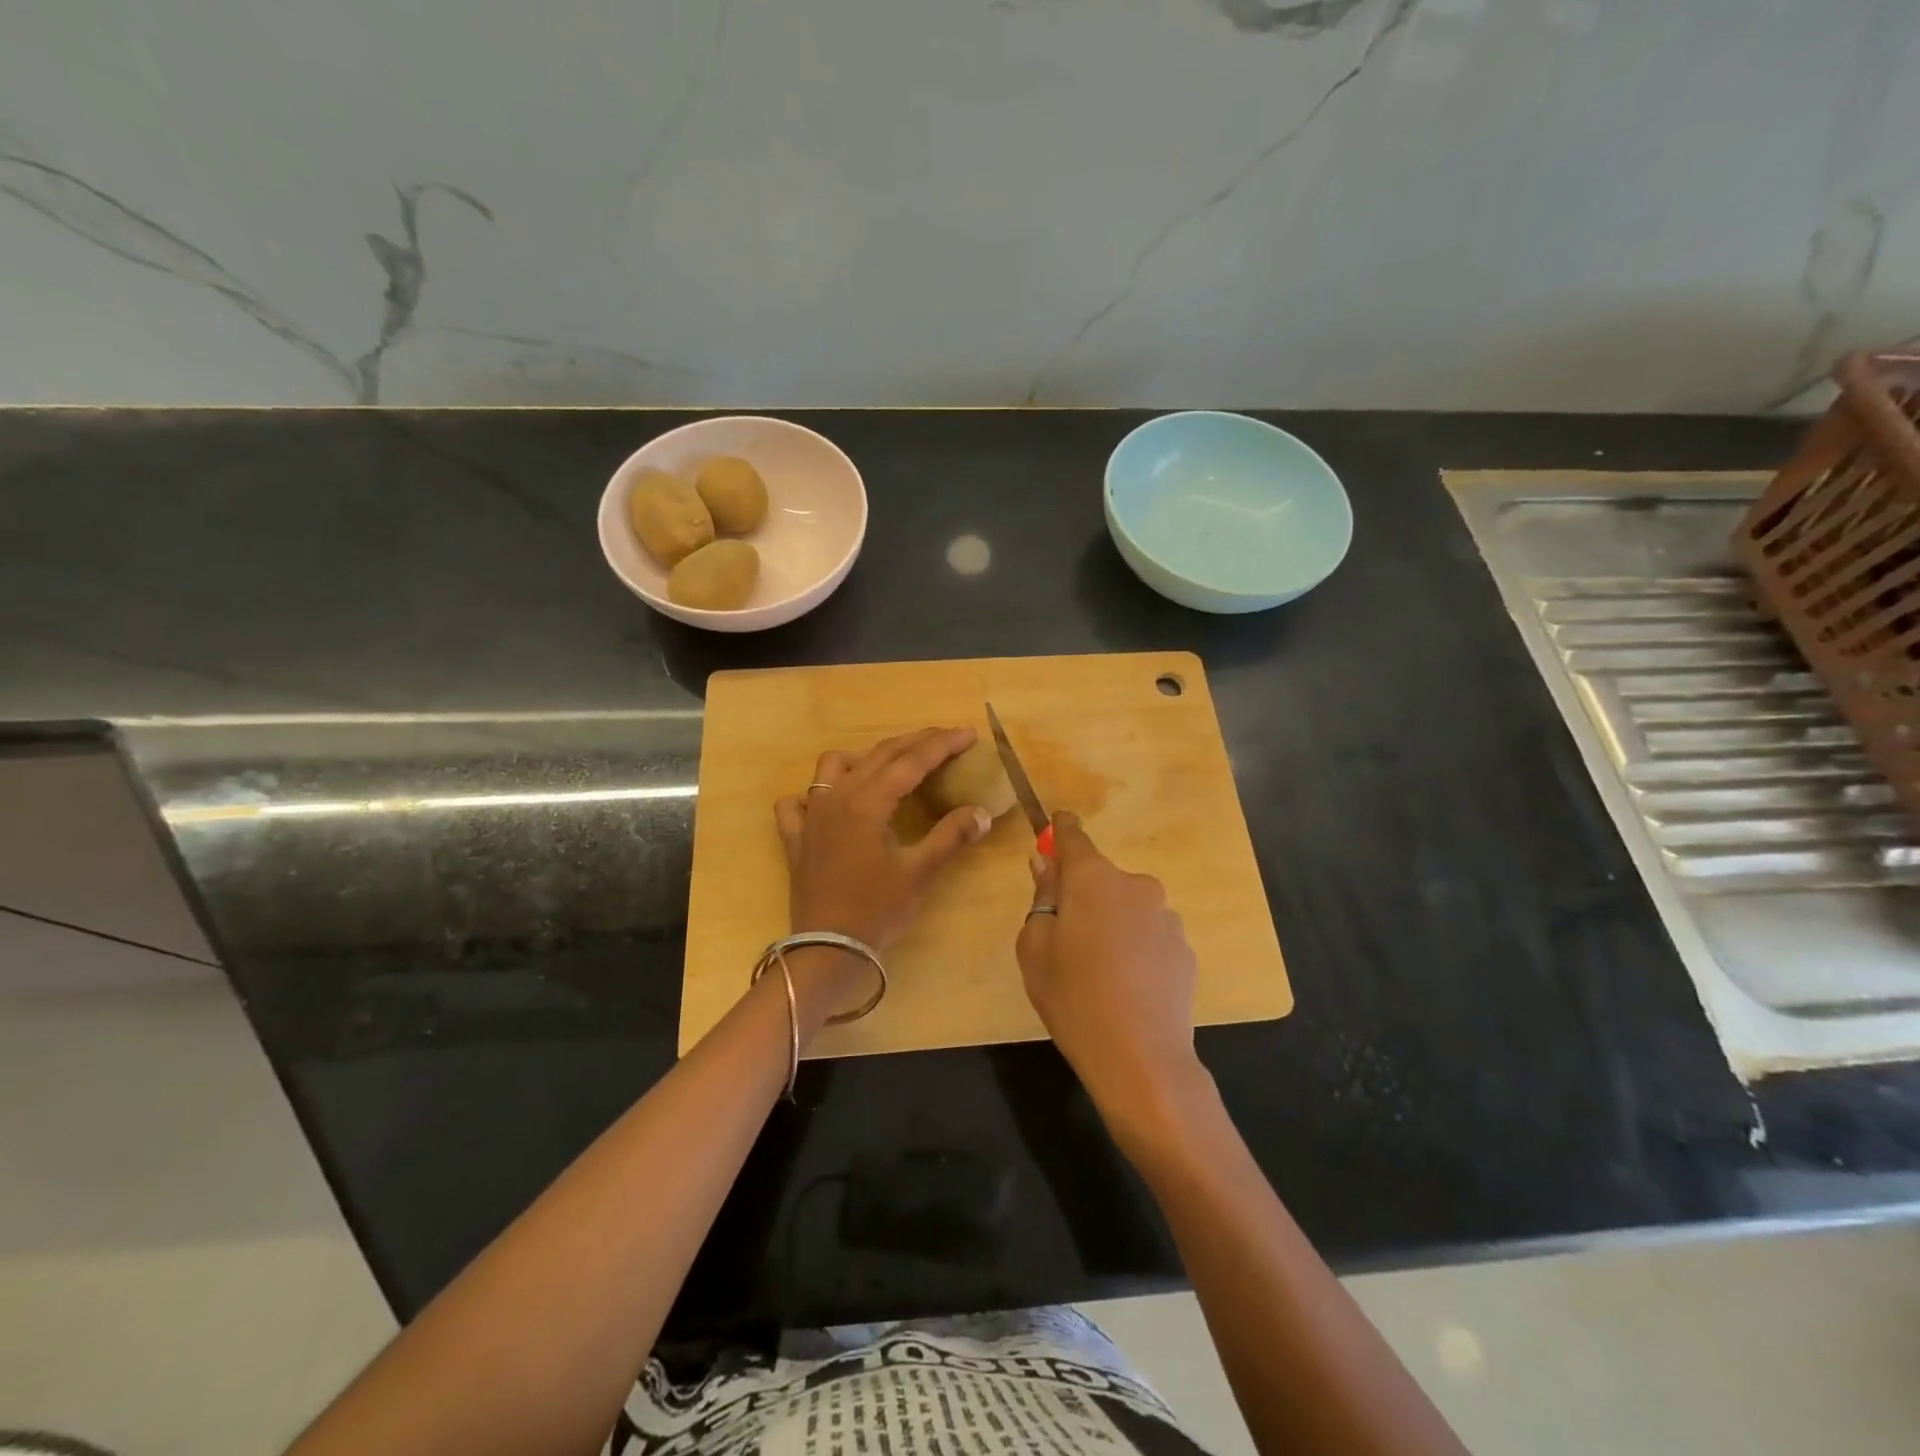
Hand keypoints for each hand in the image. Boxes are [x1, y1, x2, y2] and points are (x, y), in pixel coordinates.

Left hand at [774, 725, 992, 953]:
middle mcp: (837, 798)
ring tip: (888, 766)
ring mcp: (811, 816)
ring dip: (864, 758)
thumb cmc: (877, 911)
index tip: (968, 734)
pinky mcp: (796, 838)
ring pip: (833, 766)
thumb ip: (951, 836)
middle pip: (879, 755)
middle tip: (946, 738)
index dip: (942, 745)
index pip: (911, 762)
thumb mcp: (920, 873)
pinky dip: (814, 794)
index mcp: (868, 803)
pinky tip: (830, 802)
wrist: (827, 950)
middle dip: (915, 742)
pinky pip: (797, 802)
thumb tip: (982, 812)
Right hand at [1015, 811, 1203, 1130]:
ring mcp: (1166, 916)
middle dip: (1084, 894)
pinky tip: (1128, 984)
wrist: (1141, 1058)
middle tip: (1067, 937)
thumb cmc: (1073, 997)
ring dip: (1112, 922)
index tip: (1057, 823)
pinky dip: (1136, 946)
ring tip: (1101, 970)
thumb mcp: (1035, 948)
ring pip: (1127, 907)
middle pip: (1101, 878)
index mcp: (1093, 879)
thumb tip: (1046, 864)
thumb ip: (1042, 898)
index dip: (1062, 830)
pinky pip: (1149, 934)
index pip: (1073, 838)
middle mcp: (1135, 885)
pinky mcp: (1184, 947)